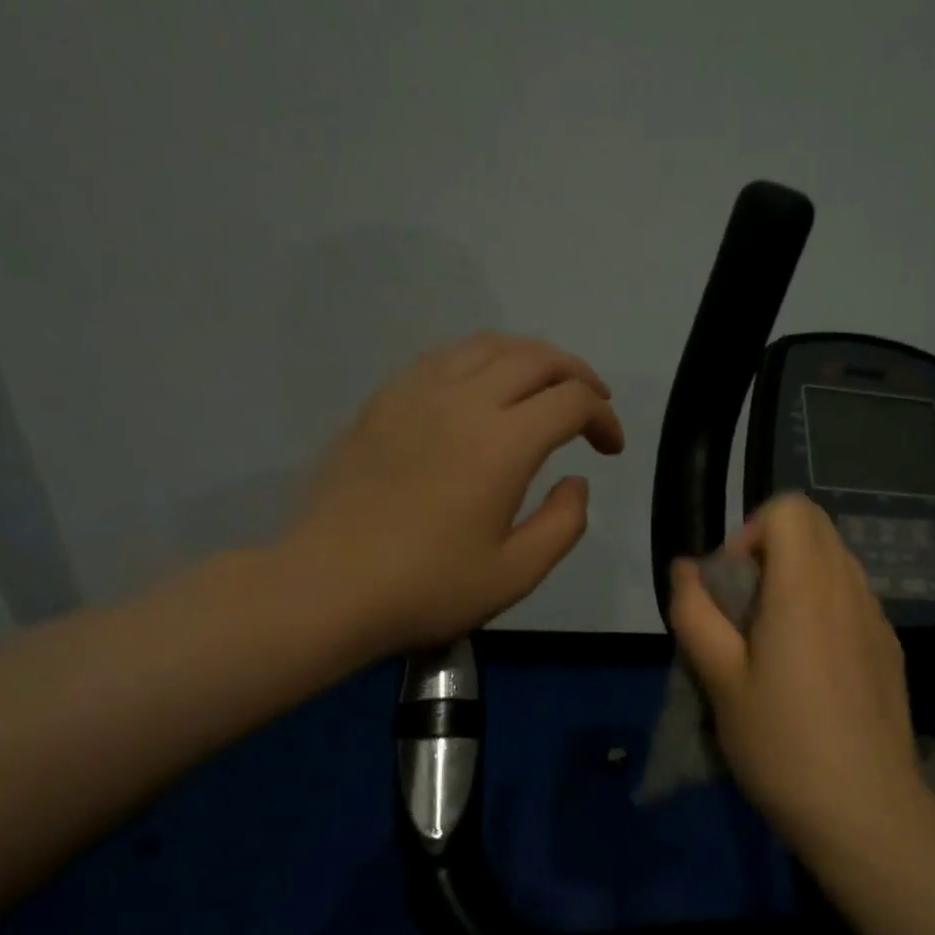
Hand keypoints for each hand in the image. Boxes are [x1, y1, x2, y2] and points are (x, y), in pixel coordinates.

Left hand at [279, 334, 623, 656]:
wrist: (324, 587)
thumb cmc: (426, 588)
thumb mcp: (515, 574)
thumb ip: (564, 524)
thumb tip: (576, 481)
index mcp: (503, 443)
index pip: (572, 401)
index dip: (604, 417)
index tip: (610, 449)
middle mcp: (464, 401)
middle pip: (536, 358)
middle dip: (577, 374)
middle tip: (592, 404)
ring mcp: (416, 394)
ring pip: (488, 346)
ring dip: (530, 359)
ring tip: (543, 388)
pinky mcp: (383, 401)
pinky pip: (444, 357)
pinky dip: (480, 361)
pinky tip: (481, 390)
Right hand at [669, 494, 926, 847]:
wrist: (867, 811)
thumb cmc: (781, 743)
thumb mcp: (720, 680)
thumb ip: (696, 613)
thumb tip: (686, 568)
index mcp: (806, 587)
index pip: (790, 509)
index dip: (751, 532)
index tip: (732, 584)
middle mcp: (849, 588)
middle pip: (815, 528)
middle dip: (770, 552)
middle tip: (744, 611)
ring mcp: (877, 618)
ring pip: (835, 563)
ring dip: (796, 579)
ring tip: (773, 642)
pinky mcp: (890, 648)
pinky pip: (852, 599)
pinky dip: (823, 607)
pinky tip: (809, 669)